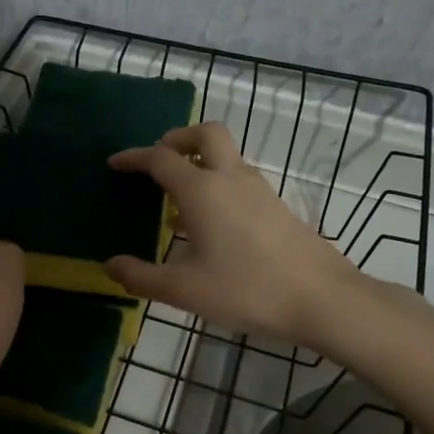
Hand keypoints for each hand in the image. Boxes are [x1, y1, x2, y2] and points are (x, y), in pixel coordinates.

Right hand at [106, 123, 365, 345]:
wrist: (322, 298)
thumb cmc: (247, 289)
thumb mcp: (185, 289)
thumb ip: (142, 277)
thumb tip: (110, 266)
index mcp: (202, 190)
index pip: (160, 158)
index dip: (134, 157)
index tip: (115, 164)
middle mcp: (230, 178)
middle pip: (204, 134)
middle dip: (177, 139)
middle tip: (158, 161)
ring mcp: (258, 190)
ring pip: (225, 156)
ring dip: (198, 163)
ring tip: (177, 200)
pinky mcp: (275, 206)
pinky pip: (238, 179)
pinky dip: (217, 184)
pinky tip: (208, 225)